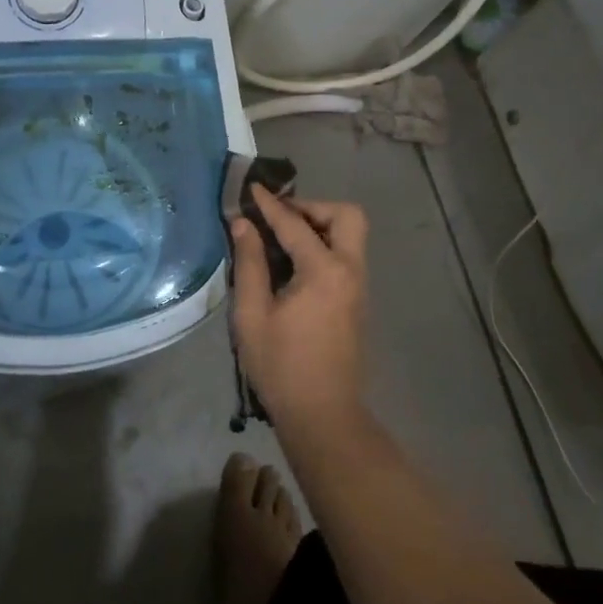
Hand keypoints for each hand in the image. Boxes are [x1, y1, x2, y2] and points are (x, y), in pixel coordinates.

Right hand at [229, 187, 369, 425]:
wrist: (323, 414)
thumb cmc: (281, 366)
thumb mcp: (252, 314)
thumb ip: (249, 263)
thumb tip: (243, 224)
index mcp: (324, 271)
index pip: (295, 224)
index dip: (270, 204)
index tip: (252, 188)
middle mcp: (350, 271)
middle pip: (346, 216)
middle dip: (313, 207)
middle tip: (280, 217)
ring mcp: (358, 286)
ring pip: (350, 235)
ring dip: (320, 225)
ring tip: (282, 237)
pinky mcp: (357, 301)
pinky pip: (345, 256)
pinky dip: (324, 245)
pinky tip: (293, 263)